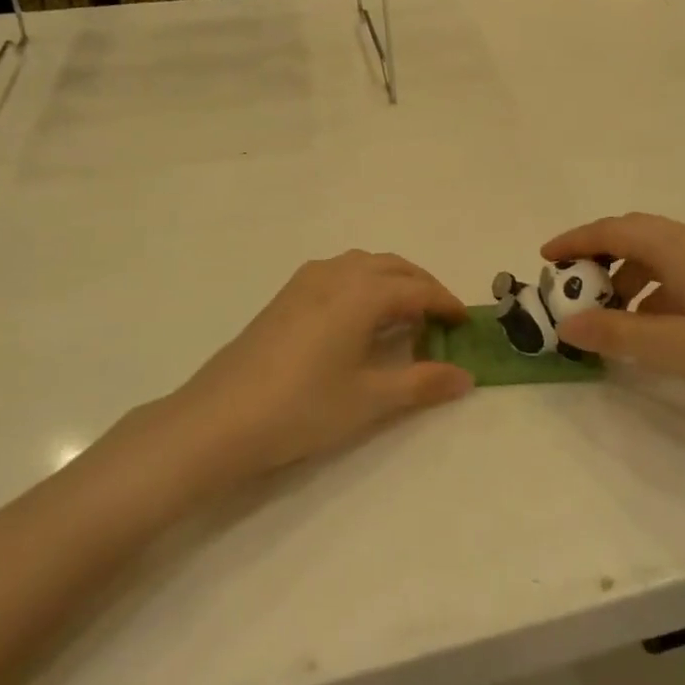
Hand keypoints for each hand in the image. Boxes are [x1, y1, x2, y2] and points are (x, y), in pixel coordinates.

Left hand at [162, 251, 473, 481]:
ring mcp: (306, 281)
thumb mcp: (369, 399)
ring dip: (392, 281)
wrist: (217, 420)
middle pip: (393, 267)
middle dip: (423, 286)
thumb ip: (422, 383)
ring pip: (364, 264)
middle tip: (441, 318)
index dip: (446, 303)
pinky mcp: (286, 295)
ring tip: (404, 316)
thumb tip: (466, 376)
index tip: (466, 322)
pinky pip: (339, 272)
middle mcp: (337, 274)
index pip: (418, 289)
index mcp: (362, 292)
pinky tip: (359, 317)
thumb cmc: (301, 408)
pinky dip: (364, 283)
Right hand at [542, 213, 684, 425]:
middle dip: (598, 257)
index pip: (615, 230)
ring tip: (610, 316)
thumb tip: (567, 326)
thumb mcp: (674, 350)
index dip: (576, 241)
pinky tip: (653, 325)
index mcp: (681, 248)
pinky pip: (681, 271)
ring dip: (628, 277)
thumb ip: (617, 334)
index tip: (545, 259)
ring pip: (659, 254)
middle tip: (571, 288)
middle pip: (636, 235)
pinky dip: (655, 289)